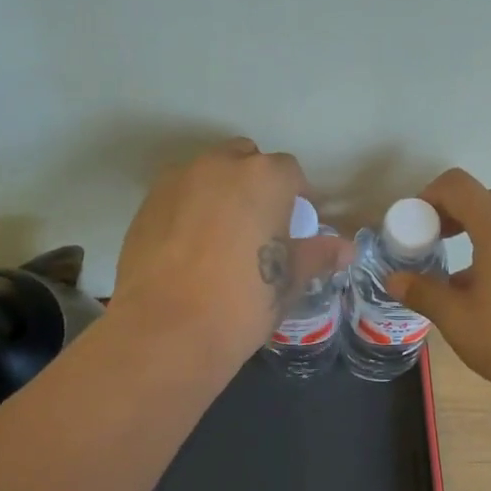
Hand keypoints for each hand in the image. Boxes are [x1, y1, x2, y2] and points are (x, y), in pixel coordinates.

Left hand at [111, 138, 349, 367]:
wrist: (167, 330)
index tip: (295, 227)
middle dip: (256, 184)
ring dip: (220, 194)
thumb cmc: (243, 303)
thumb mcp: (289, 281)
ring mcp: (176, 182)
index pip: (290, 172)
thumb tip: (345, 248)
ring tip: (222, 239)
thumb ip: (317, 255)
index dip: (296, 197)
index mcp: (263, 178)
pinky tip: (190, 250)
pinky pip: (178, 196)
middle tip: (259, 228)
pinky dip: (189, 211)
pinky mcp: (145, 205)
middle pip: (245, 160)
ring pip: (207, 175)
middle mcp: (218, 166)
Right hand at [387, 169, 490, 396]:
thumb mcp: (457, 319)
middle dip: (457, 213)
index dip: (431, 196)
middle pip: (488, 198)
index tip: (418, 224)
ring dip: (483, 234)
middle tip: (438, 241)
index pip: (459, 186)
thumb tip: (394, 279)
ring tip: (465, 276)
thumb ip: (423, 293)